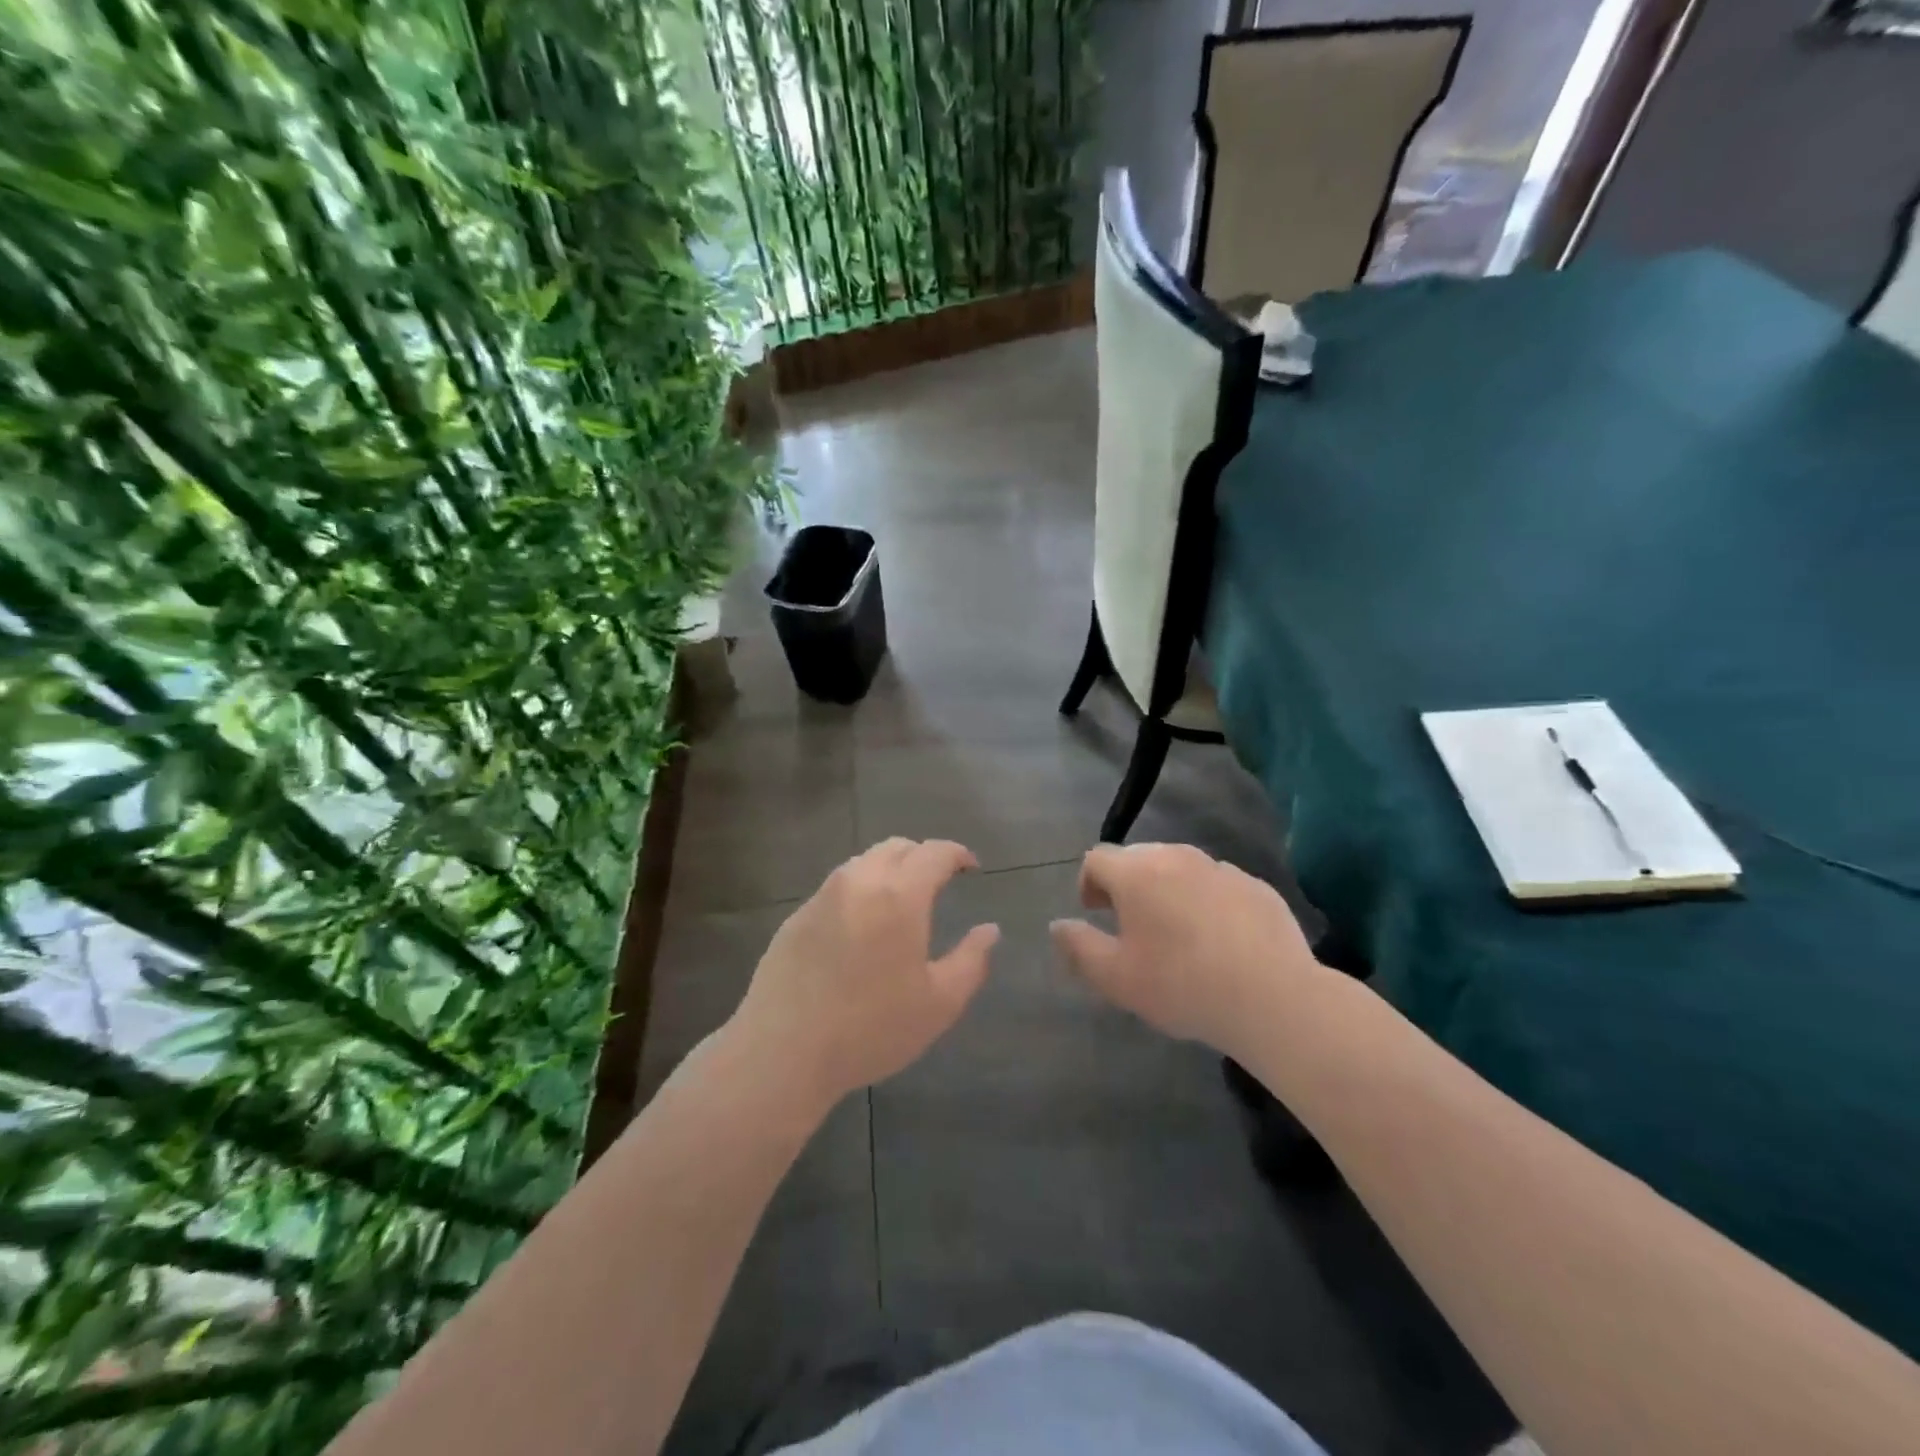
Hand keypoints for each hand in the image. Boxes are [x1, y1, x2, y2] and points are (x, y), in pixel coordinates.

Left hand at [731, 839, 999, 1105]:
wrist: (782, 1050)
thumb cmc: (870, 1028)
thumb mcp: (939, 1003)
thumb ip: (971, 961)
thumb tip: (989, 930)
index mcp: (899, 895)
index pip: (934, 853)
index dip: (957, 854)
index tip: (971, 867)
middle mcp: (859, 881)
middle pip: (896, 847)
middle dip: (923, 856)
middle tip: (939, 880)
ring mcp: (822, 896)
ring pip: (863, 862)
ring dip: (889, 869)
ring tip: (901, 900)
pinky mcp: (796, 917)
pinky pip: (837, 887)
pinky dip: (860, 891)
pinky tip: (862, 926)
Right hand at [1049, 843, 1322, 1058]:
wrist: (1273, 998)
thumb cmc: (1182, 985)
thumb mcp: (1116, 978)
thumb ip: (1078, 947)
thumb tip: (1058, 925)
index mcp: (1137, 872)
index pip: (1097, 858)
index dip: (1088, 883)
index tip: (1096, 914)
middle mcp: (1176, 857)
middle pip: (1138, 858)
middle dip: (1127, 884)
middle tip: (1131, 925)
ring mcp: (1221, 868)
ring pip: (1180, 869)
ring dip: (1168, 890)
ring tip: (1176, 934)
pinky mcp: (1255, 886)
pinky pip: (1217, 885)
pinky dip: (1206, 901)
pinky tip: (1218, 941)